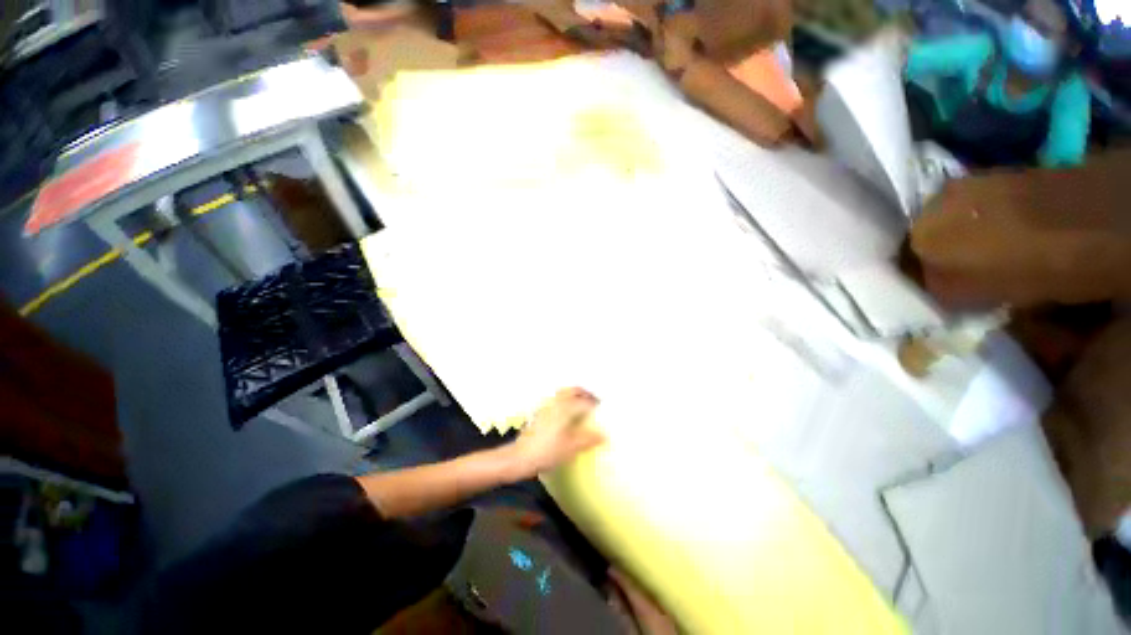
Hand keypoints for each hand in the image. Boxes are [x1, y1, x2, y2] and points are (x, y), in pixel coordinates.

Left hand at [512, 388, 604, 476]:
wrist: (520, 458)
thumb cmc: (547, 451)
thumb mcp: (571, 448)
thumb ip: (588, 439)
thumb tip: (603, 435)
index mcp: (565, 408)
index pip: (584, 400)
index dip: (595, 404)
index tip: (602, 409)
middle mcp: (555, 403)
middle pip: (572, 391)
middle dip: (584, 393)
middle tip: (593, 402)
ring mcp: (545, 407)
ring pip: (563, 394)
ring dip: (574, 396)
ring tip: (581, 406)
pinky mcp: (539, 413)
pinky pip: (555, 401)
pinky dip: (564, 402)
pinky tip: (566, 415)